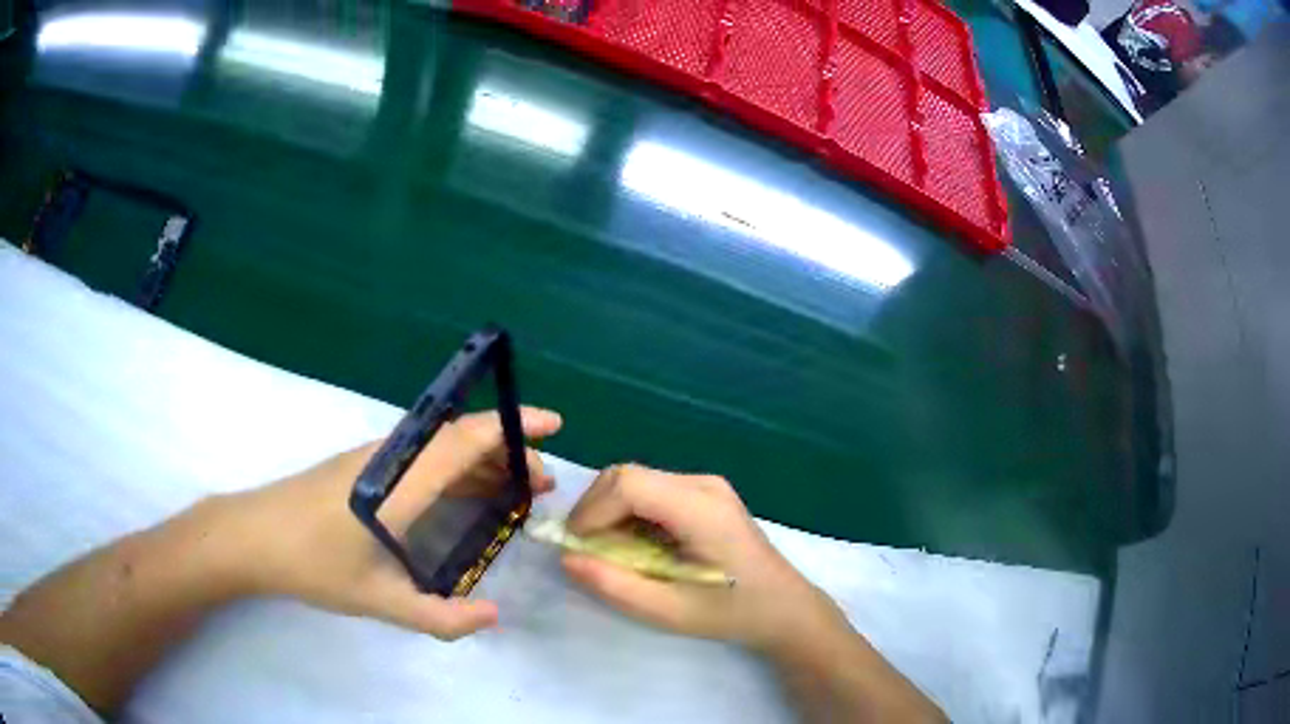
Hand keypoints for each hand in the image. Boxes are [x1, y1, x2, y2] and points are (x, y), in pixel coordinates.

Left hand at [209, 406, 561, 639]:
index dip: (513, 426)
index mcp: (400, 483)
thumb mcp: (379, 602)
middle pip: (460, 438)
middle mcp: (392, 458)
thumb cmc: (314, 565)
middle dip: (508, 453)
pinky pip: (421, 456)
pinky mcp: (362, 466)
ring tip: (511, 491)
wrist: (253, 537)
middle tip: (540, 485)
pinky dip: (454, 467)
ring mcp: (375, 458)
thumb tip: (494, 616)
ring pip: (440, 447)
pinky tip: (460, 497)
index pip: (466, 440)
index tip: (553, 424)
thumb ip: (441, 616)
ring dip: (481, 461)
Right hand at [560, 464, 845, 654]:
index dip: (591, 511)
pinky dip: (630, 513)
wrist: (783, 607)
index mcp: (700, 508)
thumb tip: (566, 558)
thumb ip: (614, 584)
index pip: (629, 484)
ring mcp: (707, 485)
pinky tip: (635, 545)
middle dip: (595, 509)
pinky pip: (653, 491)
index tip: (576, 547)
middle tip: (584, 550)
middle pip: (628, 475)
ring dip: (610, 511)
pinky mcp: (706, 494)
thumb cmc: (731, 612)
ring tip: (608, 552)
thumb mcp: (668, 610)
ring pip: (637, 480)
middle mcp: (703, 484)